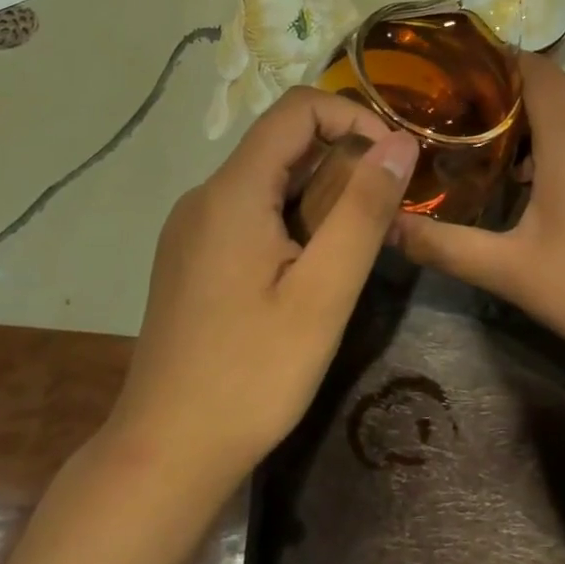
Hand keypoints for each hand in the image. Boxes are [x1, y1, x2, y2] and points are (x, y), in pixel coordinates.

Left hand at [113, 88, 418, 487]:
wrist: (165, 455)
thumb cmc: (252, 374)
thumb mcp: (324, 292)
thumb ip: (364, 209)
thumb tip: (400, 142)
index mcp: (233, 192)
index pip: (298, 108)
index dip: (353, 116)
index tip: (394, 160)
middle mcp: (205, 196)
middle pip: (284, 143)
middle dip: (345, 161)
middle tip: (387, 212)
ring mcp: (193, 228)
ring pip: (271, 179)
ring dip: (323, 194)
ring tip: (358, 246)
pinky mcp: (193, 257)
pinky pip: (252, 211)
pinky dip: (295, 219)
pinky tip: (313, 270)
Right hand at [393, 54, 564, 372]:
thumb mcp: (509, 271)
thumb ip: (445, 246)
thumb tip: (389, 228)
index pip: (536, 70)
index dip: (496, 61)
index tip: (453, 71)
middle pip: (554, 83)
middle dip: (507, 85)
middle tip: (457, 104)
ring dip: (534, 110)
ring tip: (486, 135)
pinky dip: (557, 133)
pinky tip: (531, 176)